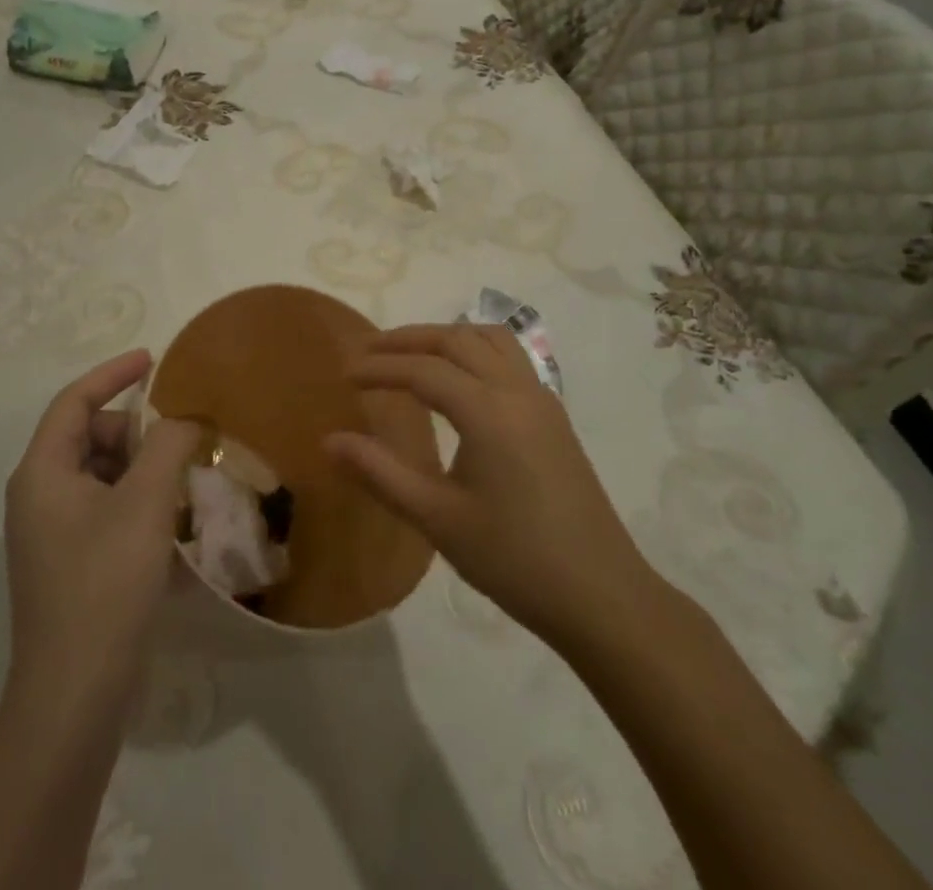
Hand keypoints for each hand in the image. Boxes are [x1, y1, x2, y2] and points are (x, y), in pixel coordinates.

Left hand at [4, 350, 199, 707]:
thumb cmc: (105, 583)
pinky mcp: (69, 563)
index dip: (113, 373)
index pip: (74, 400)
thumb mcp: (145, 502)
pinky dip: (137, 501)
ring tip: (183, 480)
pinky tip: (172, 521)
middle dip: (135, 431)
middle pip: (89, 437)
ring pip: (101, 475)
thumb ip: (167, 445)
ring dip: (142, 468)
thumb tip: (182, 420)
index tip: (153, 359)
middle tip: (180, 441)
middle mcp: (38, 495)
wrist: (75, 695)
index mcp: (42, 472)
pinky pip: (105, 508)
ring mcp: (52, 533)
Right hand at [326, 324, 660, 650]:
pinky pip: (511, 358)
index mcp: (488, 411)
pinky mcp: (554, 416)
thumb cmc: (514, 559)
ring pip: (490, 339)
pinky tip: (461, 381)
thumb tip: (329, 441)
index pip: (423, 370)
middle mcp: (517, 390)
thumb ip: (380, 473)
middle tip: (369, 351)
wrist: (602, 595)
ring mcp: (542, 400)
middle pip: (457, 339)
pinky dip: (476, 350)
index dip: (380, 367)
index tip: (345, 374)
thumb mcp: (437, 519)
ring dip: (447, 337)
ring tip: (412, 355)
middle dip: (409, 339)